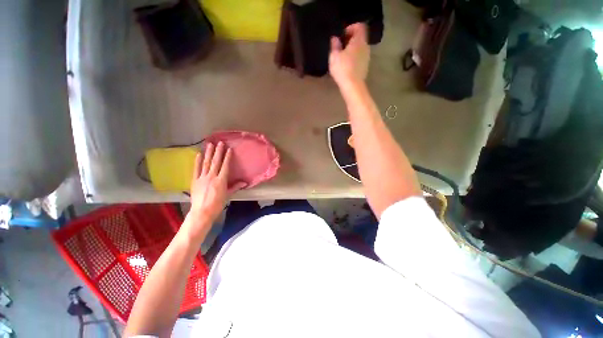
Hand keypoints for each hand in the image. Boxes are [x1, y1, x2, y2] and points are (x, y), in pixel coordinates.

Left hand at [189, 142, 245, 223]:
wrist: (202, 212)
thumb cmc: (217, 204)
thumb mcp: (228, 195)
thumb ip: (235, 187)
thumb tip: (245, 182)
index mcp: (221, 180)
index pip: (225, 166)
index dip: (227, 157)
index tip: (229, 149)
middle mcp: (212, 176)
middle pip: (216, 162)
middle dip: (218, 151)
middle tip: (220, 142)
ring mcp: (202, 178)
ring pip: (206, 163)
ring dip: (208, 153)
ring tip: (209, 144)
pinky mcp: (194, 180)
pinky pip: (196, 169)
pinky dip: (197, 161)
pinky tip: (198, 154)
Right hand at [329, 23, 369, 86]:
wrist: (353, 86)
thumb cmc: (343, 69)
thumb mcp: (334, 56)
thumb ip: (334, 45)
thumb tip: (335, 38)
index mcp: (359, 40)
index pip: (359, 26)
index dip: (350, 27)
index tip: (342, 35)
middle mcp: (365, 46)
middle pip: (360, 37)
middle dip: (350, 39)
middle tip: (340, 46)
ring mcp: (367, 57)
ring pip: (360, 48)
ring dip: (352, 50)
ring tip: (342, 57)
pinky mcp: (365, 67)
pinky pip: (360, 57)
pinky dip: (354, 58)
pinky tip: (346, 65)